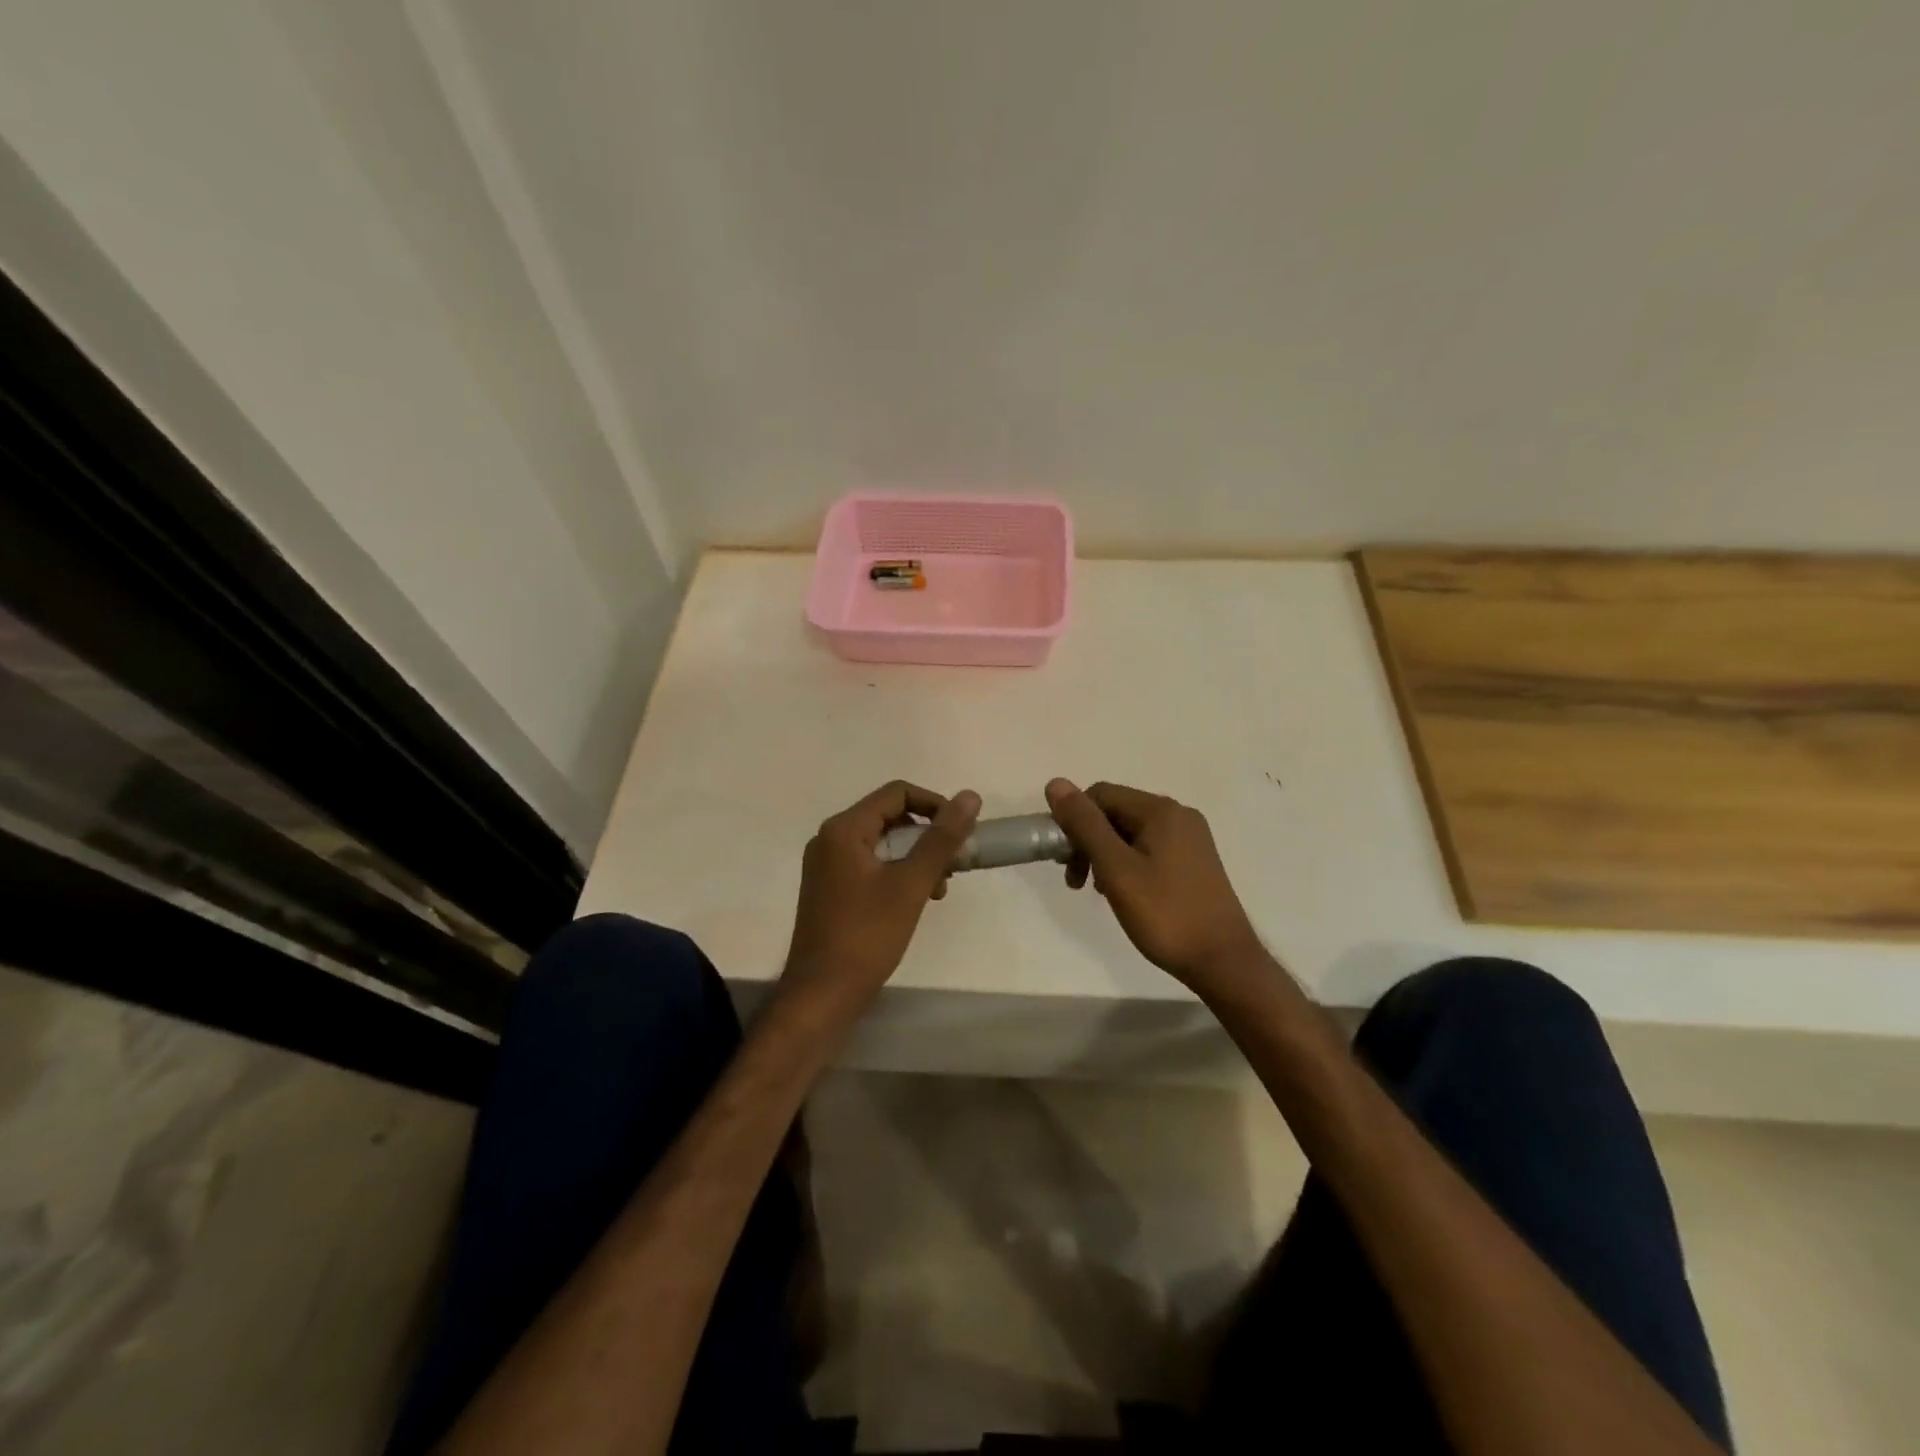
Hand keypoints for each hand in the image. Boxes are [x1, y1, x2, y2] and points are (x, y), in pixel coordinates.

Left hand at [780, 781, 980, 1021]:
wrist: (822, 994)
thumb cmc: (867, 935)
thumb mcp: (911, 884)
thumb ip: (941, 839)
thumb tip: (970, 797)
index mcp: (844, 829)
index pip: (897, 793)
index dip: (935, 805)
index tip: (961, 831)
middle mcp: (831, 839)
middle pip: (890, 816)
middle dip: (927, 836)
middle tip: (954, 865)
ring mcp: (828, 865)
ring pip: (883, 843)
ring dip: (916, 857)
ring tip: (939, 888)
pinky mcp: (831, 888)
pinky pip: (871, 864)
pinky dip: (898, 873)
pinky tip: (917, 899)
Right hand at [1045, 778, 1262, 991]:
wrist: (1223, 961)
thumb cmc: (1165, 914)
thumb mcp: (1116, 869)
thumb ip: (1085, 825)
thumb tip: (1056, 783)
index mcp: (1160, 810)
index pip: (1100, 794)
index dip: (1073, 820)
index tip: (1063, 860)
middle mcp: (1178, 815)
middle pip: (1116, 812)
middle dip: (1088, 840)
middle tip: (1076, 881)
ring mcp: (1190, 838)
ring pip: (1131, 832)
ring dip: (1105, 854)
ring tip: (1100, 891)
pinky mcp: (1195, 861)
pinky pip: (1149, 848)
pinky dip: (1128, 863)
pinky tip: (1124, 892)